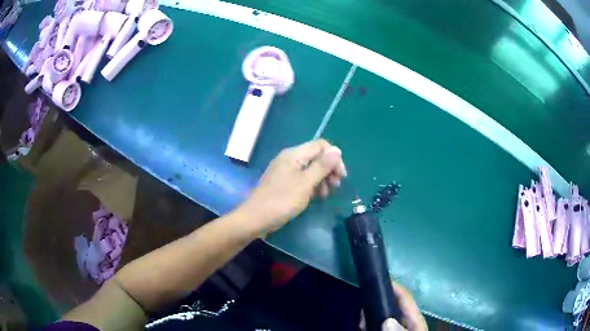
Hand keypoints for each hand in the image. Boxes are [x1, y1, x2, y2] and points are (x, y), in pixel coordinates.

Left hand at [239, 139, 346, 235]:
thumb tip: (337, 150)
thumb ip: (322, 166)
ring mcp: (284, 170)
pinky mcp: (282, 182)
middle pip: (315, 156)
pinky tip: (315, 197)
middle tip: (335, 187)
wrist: (256, 218)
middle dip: (328, 169)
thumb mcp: (306, 183)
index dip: (334, 158)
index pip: (321, 145)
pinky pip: (301, 178)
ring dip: (321, 179)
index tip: (341, 176)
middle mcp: (289, 158)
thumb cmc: (282, 200)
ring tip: (325, 195)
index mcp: (294, 154)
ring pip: (309, 168)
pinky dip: (311, 185)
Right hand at [360, 282, 427, 330]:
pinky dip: (370, 324)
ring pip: (384, 315)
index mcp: (414, 320)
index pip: (406, 299)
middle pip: (393, 305)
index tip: (379, 279)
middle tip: (362, 306)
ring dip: (372, 314)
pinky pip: (378, 325)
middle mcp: (406, 322)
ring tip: (360, 319)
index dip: (395, 287)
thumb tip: (387, 321)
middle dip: (378, 302)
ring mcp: (397, 328)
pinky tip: (362, 326)